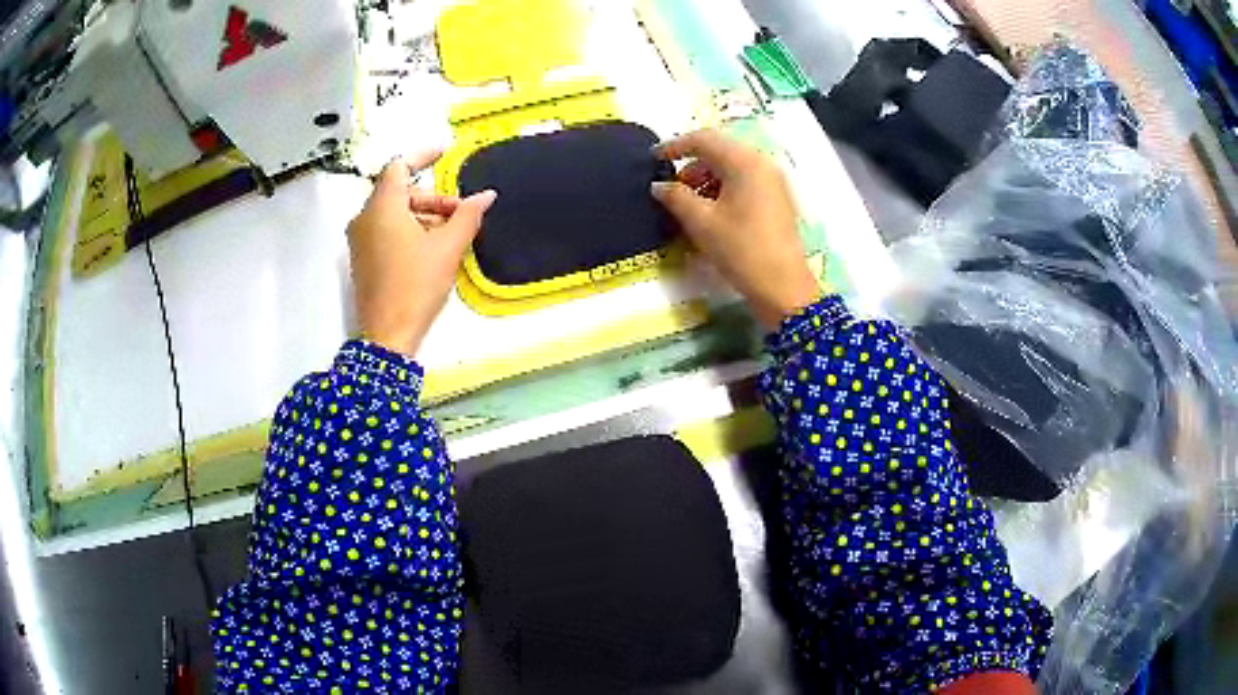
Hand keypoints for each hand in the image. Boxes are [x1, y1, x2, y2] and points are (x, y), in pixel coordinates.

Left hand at [348, 151, 496, 355]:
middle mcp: (364, 218)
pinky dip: (409, 229)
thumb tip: (486, 195)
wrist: (387, 335)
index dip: (423, 155)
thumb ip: (468, 215)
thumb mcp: (448, 248)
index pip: (399, 166)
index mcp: (382, 207)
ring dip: (423, 215)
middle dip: (432, 197)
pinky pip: (385, 230)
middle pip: (399, 192)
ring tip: (451, 233)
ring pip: (393, 212)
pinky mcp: (362, 259)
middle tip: (460, 212)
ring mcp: (360, 240)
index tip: (444, 153)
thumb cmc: (415, 286)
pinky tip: (432, 247)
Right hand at [652, 130, 821, 328]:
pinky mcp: (778, 200)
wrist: (783, 287)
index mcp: (745, 162)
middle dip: (692, 166)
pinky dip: (725, 189)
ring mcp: (773, 182)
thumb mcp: (701, 222)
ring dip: (707, 179)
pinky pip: (746, 182)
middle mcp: (762, 164)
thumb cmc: (741, 249)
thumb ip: (676, 197)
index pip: (704, 140)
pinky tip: (712, 212)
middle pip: (720, 152)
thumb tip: (659, 185)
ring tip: (690, 205)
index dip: (675, 146)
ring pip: (733, 168)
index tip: (654, 159)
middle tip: (673, 190)